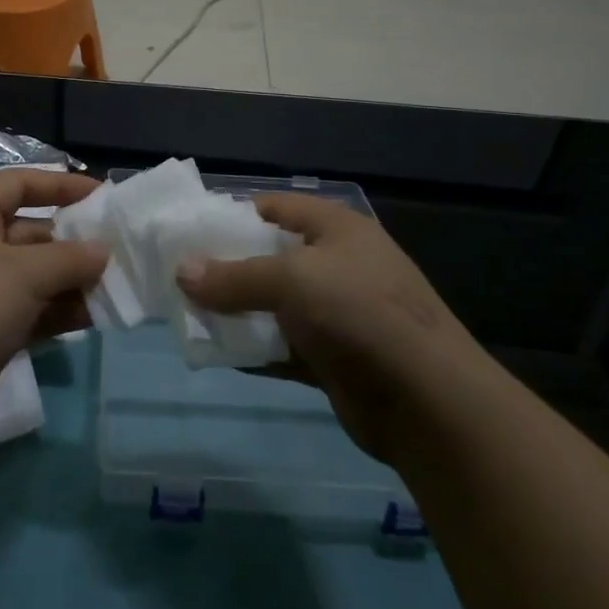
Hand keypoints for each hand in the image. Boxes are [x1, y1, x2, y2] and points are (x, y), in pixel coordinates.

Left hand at [0, 168, 108, 448]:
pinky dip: (56, 311)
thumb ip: (70, 258)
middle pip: (28, 231)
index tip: (101, 196)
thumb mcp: (24, 273)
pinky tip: (93, 317)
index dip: (59, 185)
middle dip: (72, 242)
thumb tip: (103, 251)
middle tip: (116, 252)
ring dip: (70, 281)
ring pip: (31, 275)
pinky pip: (27, 309)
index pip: (17, 184)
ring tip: (114, 288)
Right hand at [175, 193, 479, 462]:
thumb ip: (233, 276)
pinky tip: (217, 353)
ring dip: (236, 312)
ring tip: (189, 314)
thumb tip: (181, 272)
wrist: (428, 401)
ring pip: (274, 306)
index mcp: (337, 229)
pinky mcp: (332, 358)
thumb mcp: (291, 281)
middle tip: (181, 277)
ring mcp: (336, 314)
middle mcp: (337, 265)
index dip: (234, 214)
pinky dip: (253, 350)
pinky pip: (281, 347)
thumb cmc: (359, 313)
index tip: (192, 232)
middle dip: (228, 267)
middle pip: (271, 257)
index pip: (277, 207)